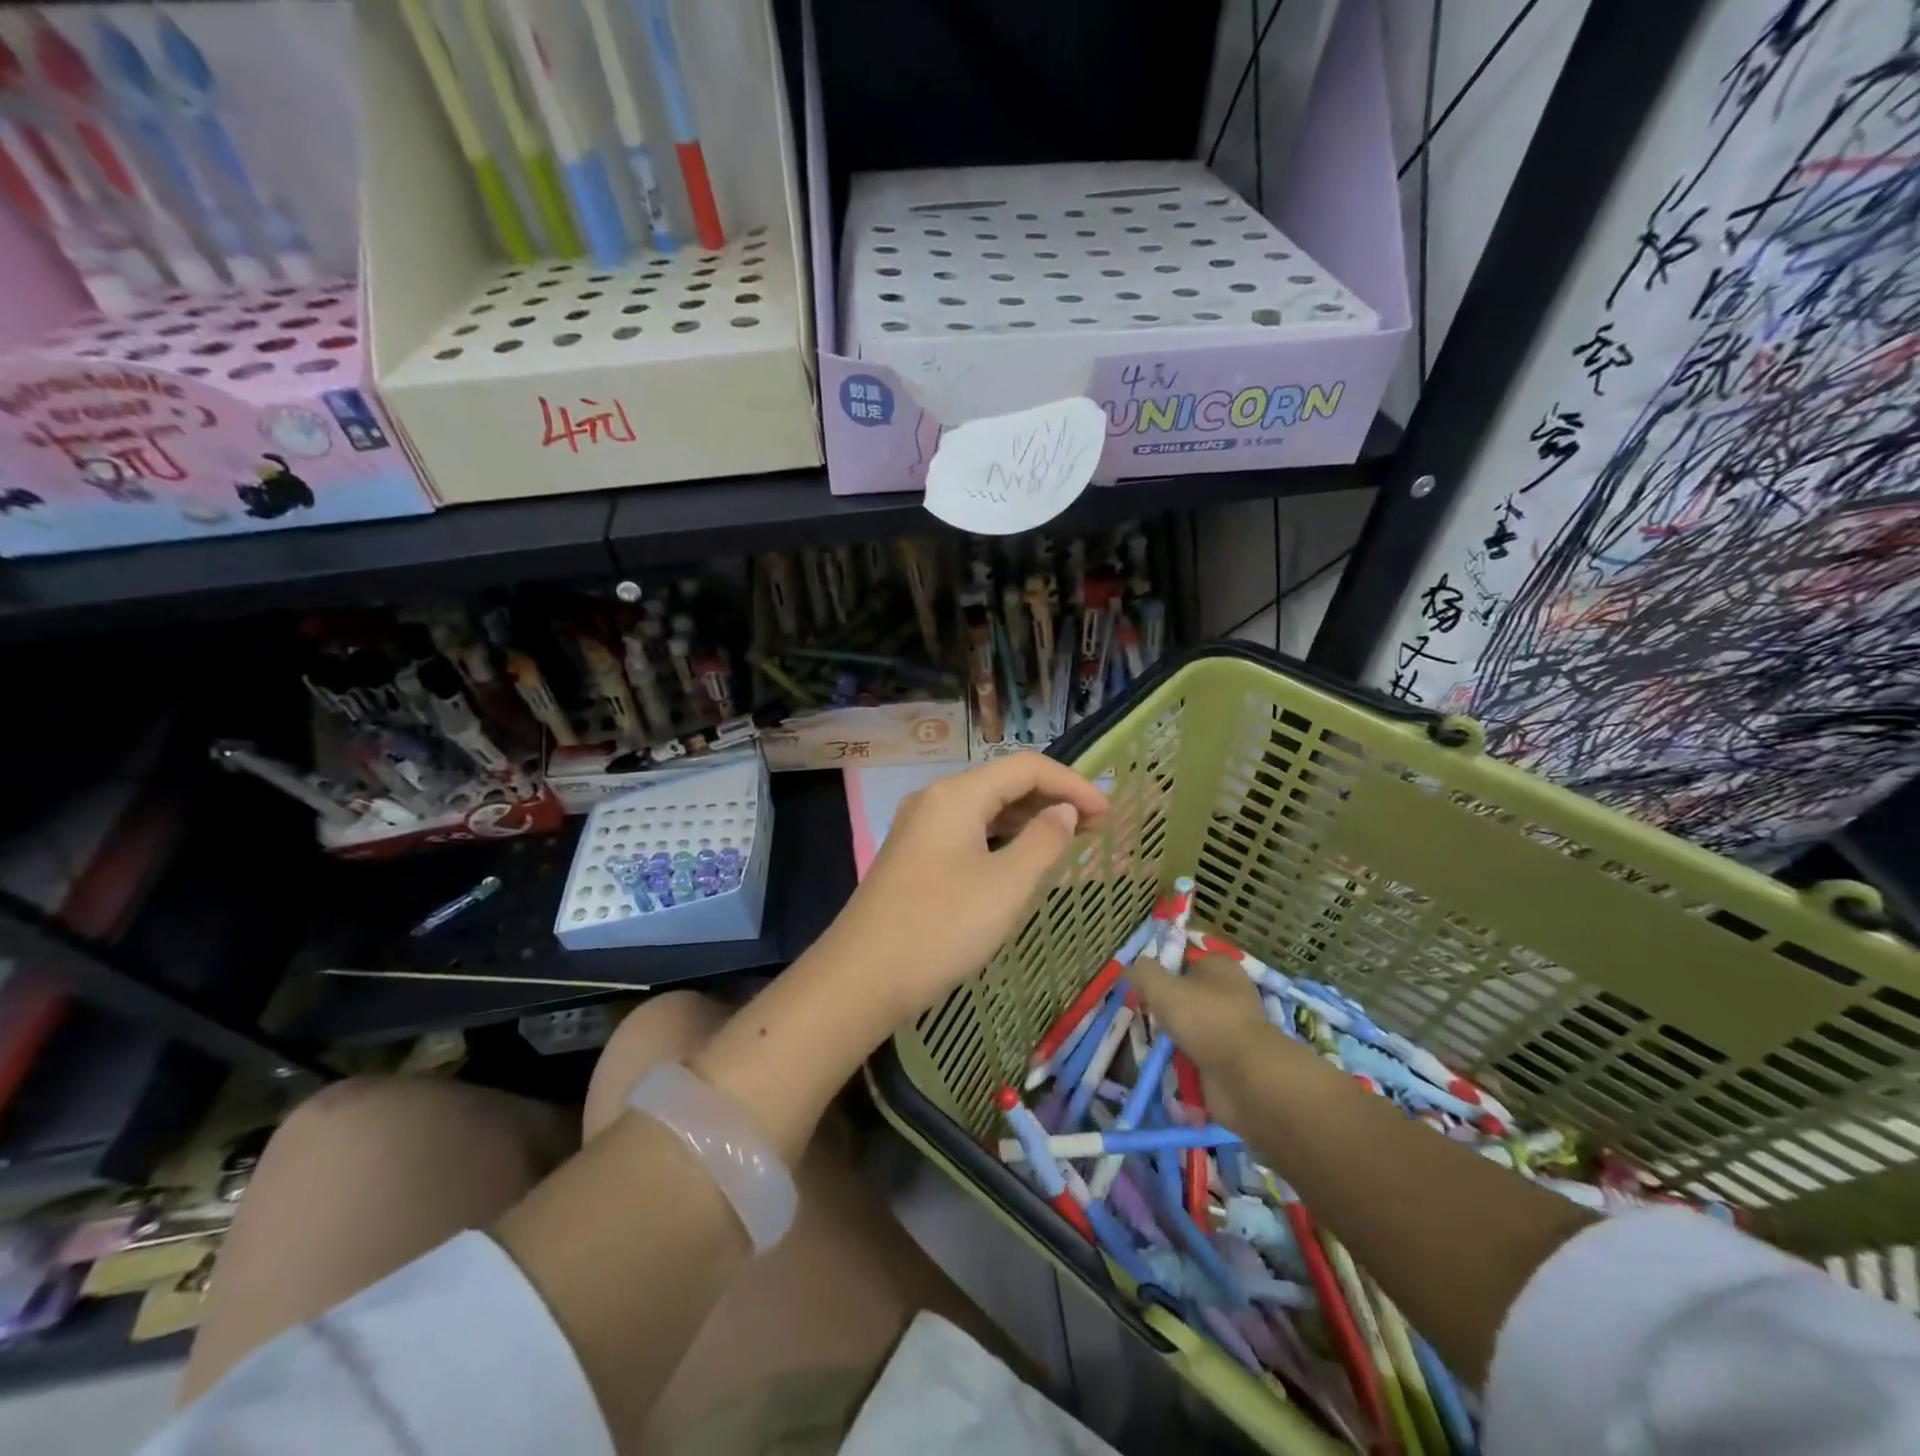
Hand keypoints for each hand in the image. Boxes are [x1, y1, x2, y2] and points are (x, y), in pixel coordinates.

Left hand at [815, 754, 1107, 1021]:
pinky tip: (1021, 859)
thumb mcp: (1006, 885)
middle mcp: (935, 799)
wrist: (862, 978)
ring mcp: (919, 828)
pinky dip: (1001, 839)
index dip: (1072, 784)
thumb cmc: (942, 927)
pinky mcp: (913, 856)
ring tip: (1068, 840)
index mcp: (956, 795)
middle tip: (1095, 827)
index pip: (1026, 767)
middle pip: (1003, 783)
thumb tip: (1064, 810)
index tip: (1108, 812)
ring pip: (985, 809)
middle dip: (1052, 799)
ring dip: (1028, 819)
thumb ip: (1044, 840)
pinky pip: (967, 832)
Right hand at [1129, 951, 1270, 1126]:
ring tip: (1152, 1042)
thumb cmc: (1204, 1019)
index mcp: (1220, 966)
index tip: (1140, 985)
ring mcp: (1233, 1027)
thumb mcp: (1162, 988)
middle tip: (1143, 1014)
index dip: (1161, 969)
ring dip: (1174, 1035)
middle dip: (1166, 1006)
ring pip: (1192, 1025)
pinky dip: (1185, 1059)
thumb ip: (1143, 973)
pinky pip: (1200, 1053)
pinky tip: (1168, 1063)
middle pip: (1187, 993)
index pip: (1184, 958)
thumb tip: (1131, 968)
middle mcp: (1230, 992)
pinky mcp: (1233, 1057)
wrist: (1245, 1076)